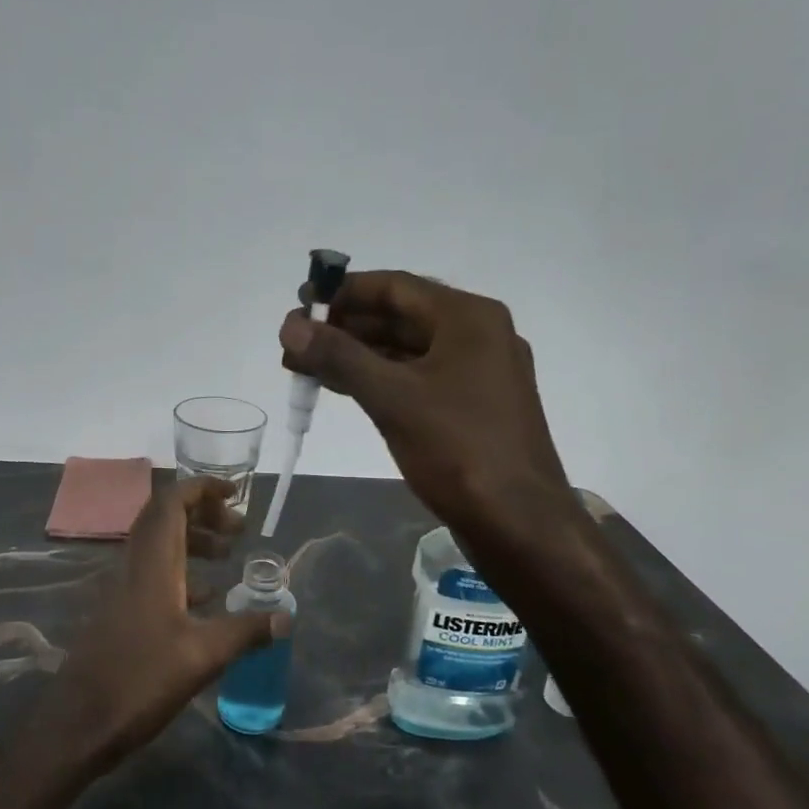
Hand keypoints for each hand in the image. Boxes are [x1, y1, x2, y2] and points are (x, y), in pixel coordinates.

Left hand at [46, 477, 286, 765]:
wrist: (79, 723)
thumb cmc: (140, 681)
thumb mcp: (203, 657)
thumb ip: (245, 631)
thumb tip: (285, 617)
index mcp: (152, 564)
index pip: (171, 502)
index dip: (202, 488)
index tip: (235, 494)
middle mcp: (133, 566)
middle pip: (165, 518)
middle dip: (203, 513)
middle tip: (238, 530)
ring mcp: (121, 589)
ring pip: (158, 546)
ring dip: (193, 542)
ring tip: (228, 557)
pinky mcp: (118, 612)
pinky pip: (152, 574)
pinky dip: (181, 572)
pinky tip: (205, 598)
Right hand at [279, 270, 574, 537]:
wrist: (519, 522)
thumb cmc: (459, 450)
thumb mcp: (392, 398)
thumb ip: (339, 357)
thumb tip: (289, 325)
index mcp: (468, 317)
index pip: (394, 286)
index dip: (341, 293)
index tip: (298, 304)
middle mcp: (477, 335)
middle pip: (399, 316)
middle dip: (343, 328)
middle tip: (294, 343)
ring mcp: (477, 372)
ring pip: (406, 350)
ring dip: (356, 355)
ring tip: (305, 366)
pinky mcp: (471, 406)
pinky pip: (417, 377)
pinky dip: (379, 378)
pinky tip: (342, 387)